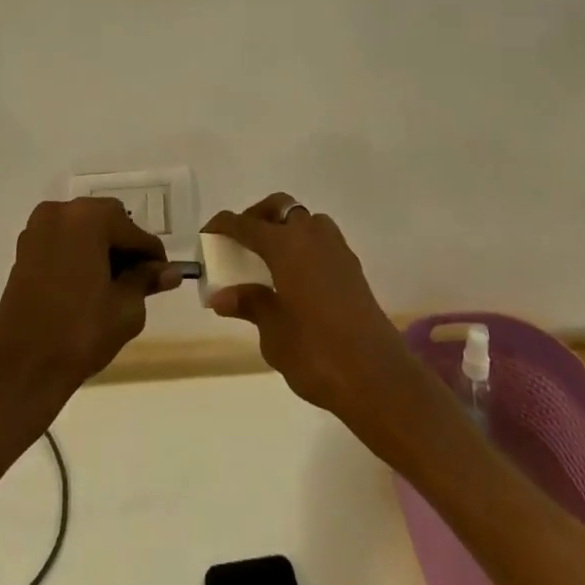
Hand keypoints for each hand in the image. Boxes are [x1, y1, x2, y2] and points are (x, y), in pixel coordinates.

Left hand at [0, 198, 182, 414]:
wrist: (21, 370)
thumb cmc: (79, 334)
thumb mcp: (125, 308)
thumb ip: (147, 281)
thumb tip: (171, 272)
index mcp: (88, 218)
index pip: (133, 231)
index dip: (152, 255)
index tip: (164, 276)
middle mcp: (60, 212)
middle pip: (107, 222)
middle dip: (125, 248)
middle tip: (138, 282)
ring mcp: (38, 229)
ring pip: (83, 231)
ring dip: (101, 250)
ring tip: (114, 286)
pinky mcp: (24, 250)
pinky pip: (62, 242)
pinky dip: (78, 256)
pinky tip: (88, 286)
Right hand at [202, 194, 422, 430]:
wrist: (377, 377)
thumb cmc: (317, 354)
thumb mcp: (273, 334)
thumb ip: (250, 305)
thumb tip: (222, 295)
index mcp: (285, 245)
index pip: (245, 224)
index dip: (223, 225)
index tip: (207, 234)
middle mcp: (311, 234)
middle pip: (279, 208)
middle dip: (257, 217)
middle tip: (241, 242)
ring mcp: (336, 247)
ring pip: (304, 219)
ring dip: (284, 227)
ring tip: (269, 258)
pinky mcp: (352, 265)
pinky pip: (321, 239)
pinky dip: (304, 244)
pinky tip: (296, 276)